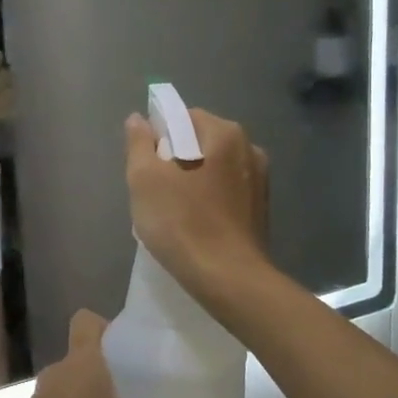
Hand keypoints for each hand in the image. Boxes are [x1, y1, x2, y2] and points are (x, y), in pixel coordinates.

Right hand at [124, 109, 269, 299]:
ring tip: (171, 211)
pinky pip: (224, 192)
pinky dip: (207, 200)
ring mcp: (259, 181)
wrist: (228, 279)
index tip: (145, 165)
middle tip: (153, 190)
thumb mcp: (145, 179)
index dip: (158, 136)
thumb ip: (138, 144)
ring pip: (212, 169)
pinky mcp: (260, 210)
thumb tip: (138, 119)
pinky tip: (193, 224)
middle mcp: (249, 149)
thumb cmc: (182, 223)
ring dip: (190, 181)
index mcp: (225, 133)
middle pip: (199, 142)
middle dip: (174, 160)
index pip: (183, 117)